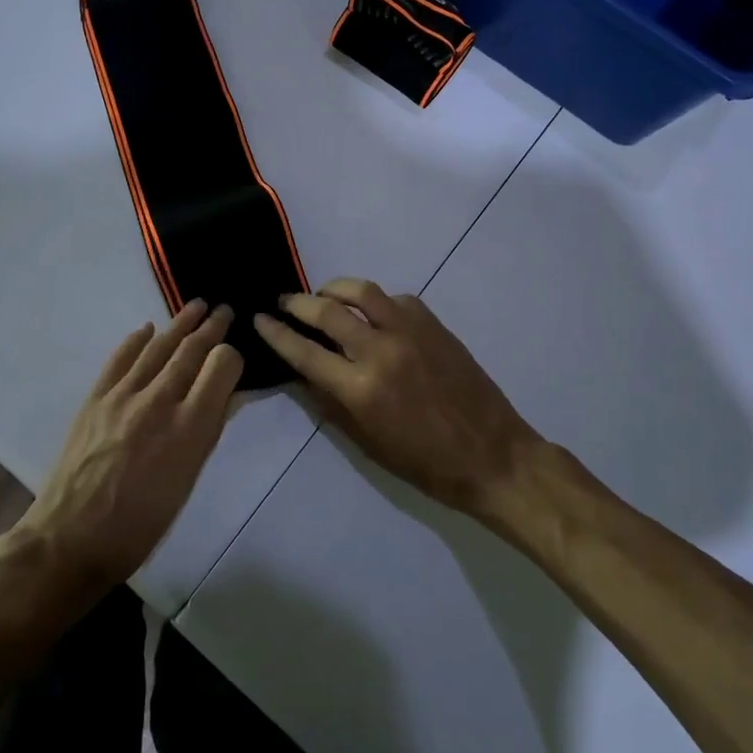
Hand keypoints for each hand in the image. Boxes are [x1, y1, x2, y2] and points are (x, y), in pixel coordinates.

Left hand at [25, 300, 243, 586]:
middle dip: (211, 327)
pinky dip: (136, 340)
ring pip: (158, 346)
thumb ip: (207, 432)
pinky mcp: (95, 397)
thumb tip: (227, 396)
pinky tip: (147, 329)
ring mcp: (123, 395)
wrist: (72, 538)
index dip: (232, 355)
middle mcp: (159, 401)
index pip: (221, 367)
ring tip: (196, 306)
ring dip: (180, 323)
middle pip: (191, 350)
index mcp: (190, 428)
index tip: (234, 354)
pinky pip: (120, 357)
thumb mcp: (188, 482)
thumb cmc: (141, 524)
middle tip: (223, 310)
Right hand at [253, 280, 541, 518]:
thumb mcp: (368, 444)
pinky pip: (395, 299)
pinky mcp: (433, 324)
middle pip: (327, 311)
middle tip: (284, 302)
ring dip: (334, 288)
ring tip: (324, 295)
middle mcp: (381, 351)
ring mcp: (410, 332)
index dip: (276, 333)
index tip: (259, 318)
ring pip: (362, 292)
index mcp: (361, 390)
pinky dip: (376, 302)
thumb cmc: (426, 464)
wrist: (493, 455)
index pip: (304, 352)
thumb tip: (305, 373)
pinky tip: (373, 314)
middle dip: (297, 302)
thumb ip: (331, 404)